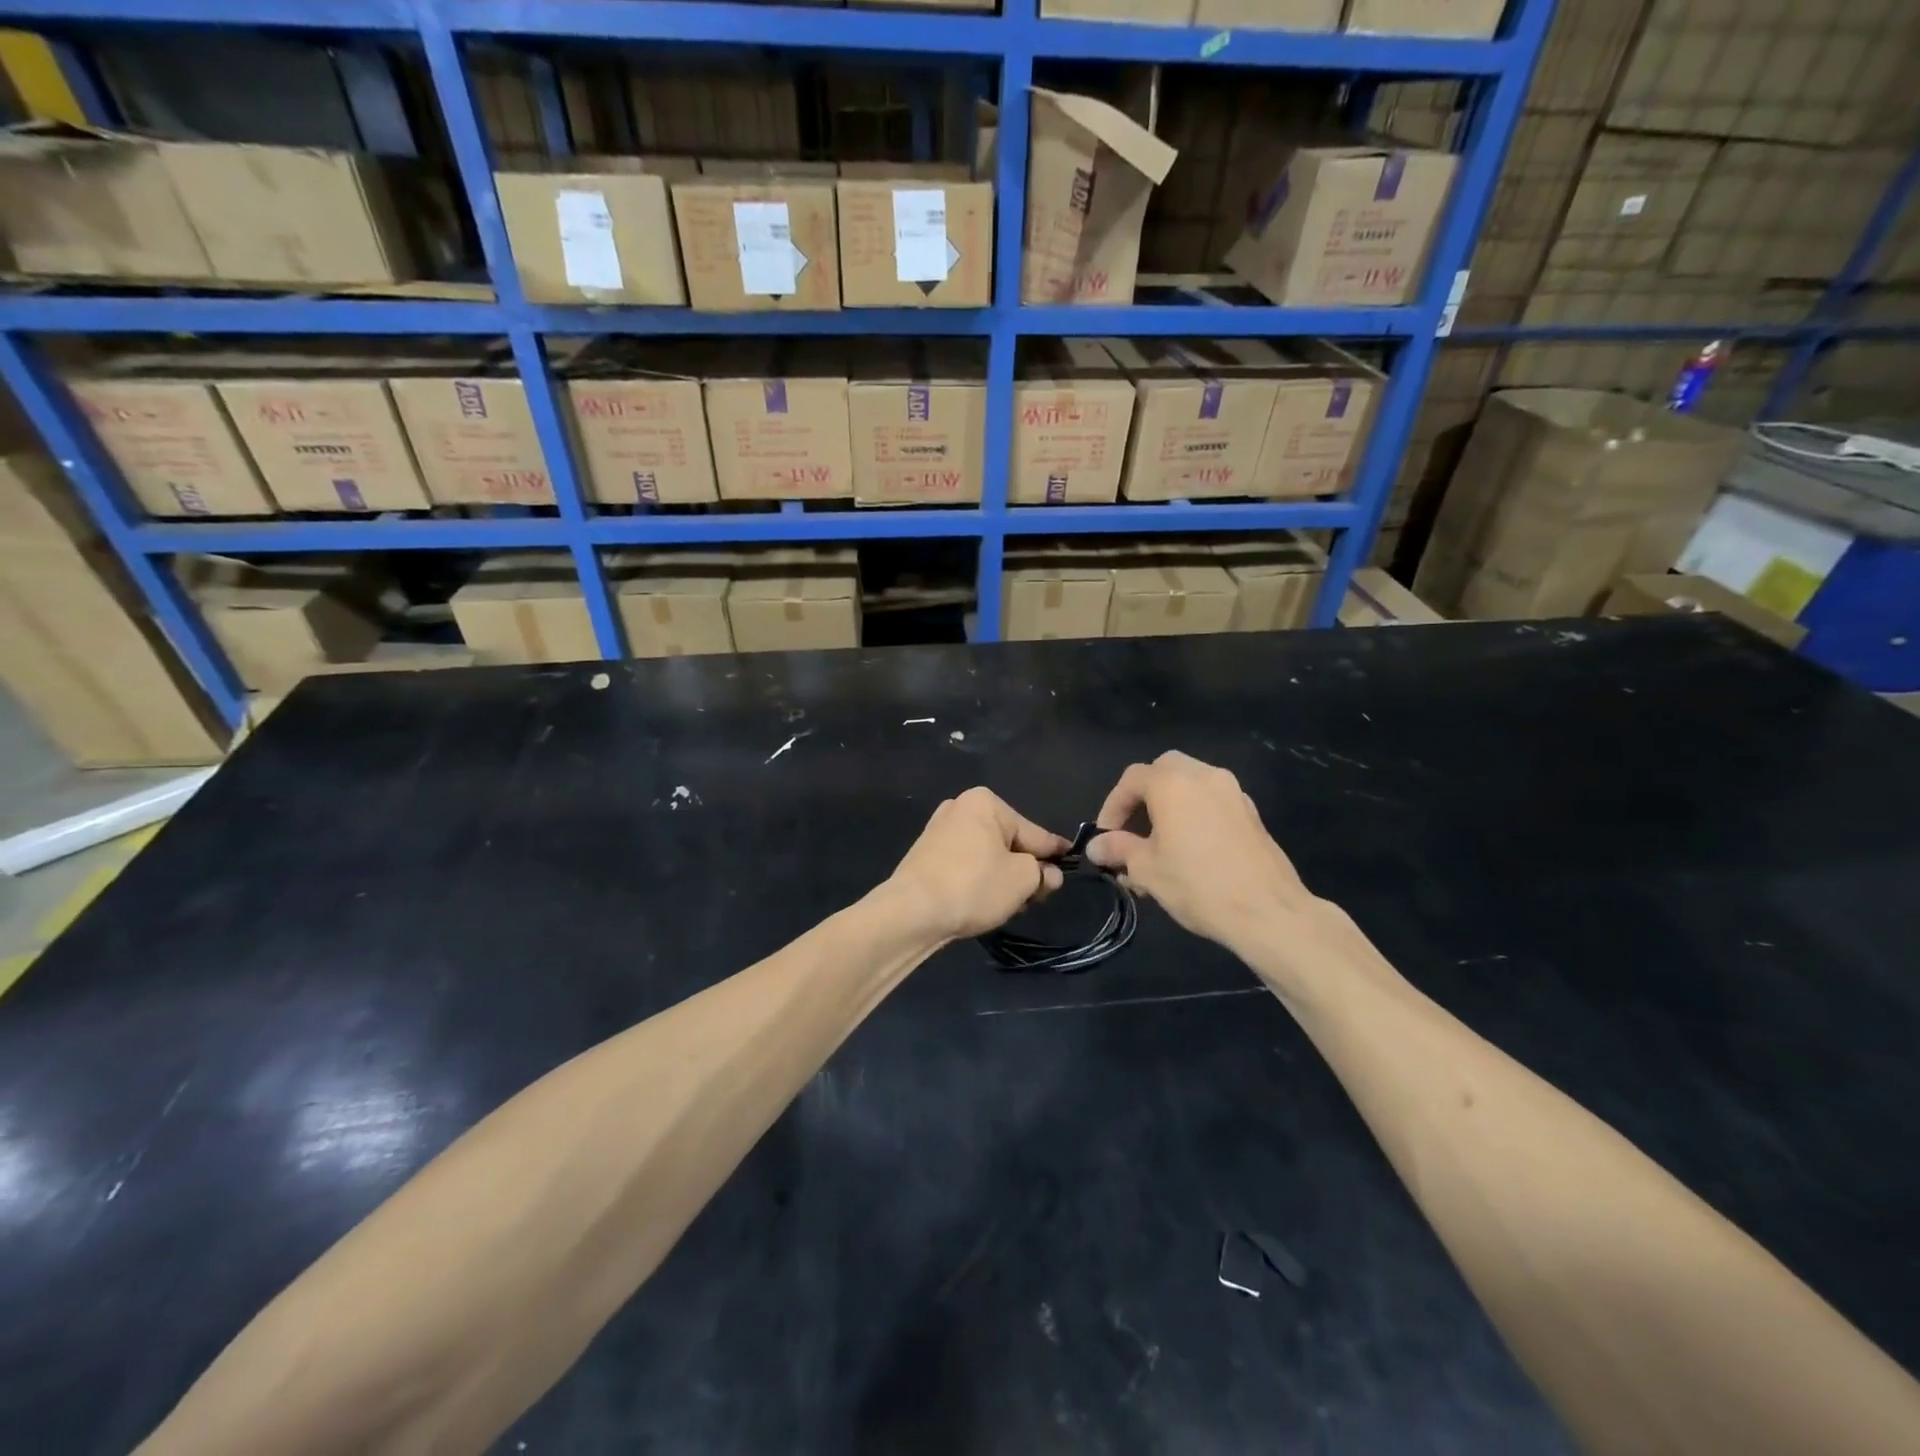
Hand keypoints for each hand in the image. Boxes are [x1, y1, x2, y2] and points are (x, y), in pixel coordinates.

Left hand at [887, 788, 1071, 941]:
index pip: (1033, 832)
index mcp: (985, 802)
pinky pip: (966, 864)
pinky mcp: (926, 855)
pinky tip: (984, 902)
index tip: (1070, 859)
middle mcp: (960, 808)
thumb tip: (1050, 874)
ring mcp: (939, 831)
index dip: (1054, 852)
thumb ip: (1042, 873)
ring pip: (987, 855)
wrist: (912, 911)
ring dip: (1003, 877)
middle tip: (1037, 896)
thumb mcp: (1022, 880)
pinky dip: (979, 879)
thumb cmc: (974, 885)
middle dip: (1025, 868)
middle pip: (1009, 842)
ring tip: (1011, 904)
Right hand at [1086, 752, 1317, 952]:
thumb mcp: (1147, 869)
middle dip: (1143, 795)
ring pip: (1191, 783)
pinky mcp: (1251, 813)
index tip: (1105, 837)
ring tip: (1159, 843)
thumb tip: (1095, 846)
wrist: (1268, 911)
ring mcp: (1232, 792)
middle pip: (1164, 770)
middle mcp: (1204, 776)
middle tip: (1132, 828)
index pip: (1131, 779)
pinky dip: (1194, 813)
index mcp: (1173, 783)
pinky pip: (1212, 801)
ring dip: (1170, 804)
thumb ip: (1118, 849)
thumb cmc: (1197, 884)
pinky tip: (1190, 849)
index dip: (1112, 806)